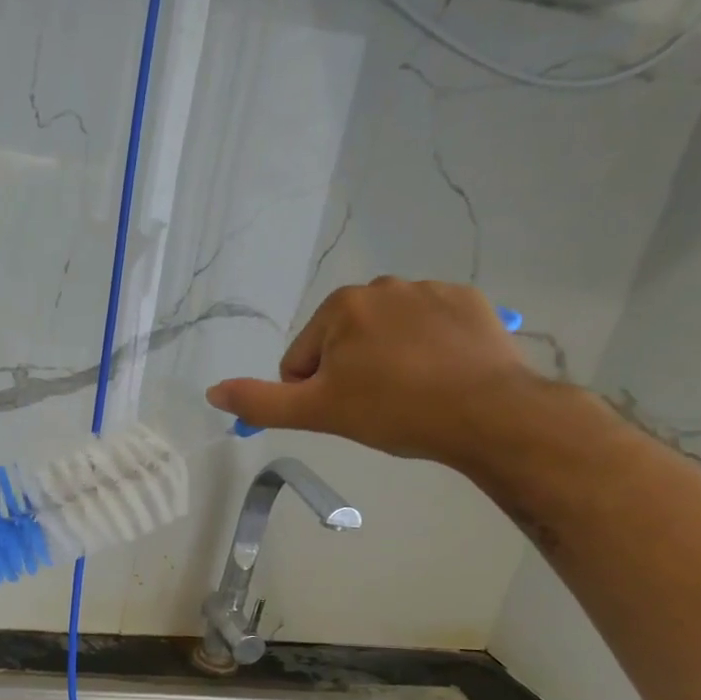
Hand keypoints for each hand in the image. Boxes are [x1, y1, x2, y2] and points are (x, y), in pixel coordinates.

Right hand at [206, 277, 541, 466]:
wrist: (487, 412)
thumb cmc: (392, 411)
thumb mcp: (317, 412)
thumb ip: (261, 401)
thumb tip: (213, 392)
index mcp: (340, 307)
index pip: (302, 360)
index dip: (315, 393)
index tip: (347, 411)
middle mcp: (382, 286)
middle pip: (343, 343)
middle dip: (351, 373)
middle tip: (378, 405)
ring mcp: (430, 290)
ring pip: (386, 336)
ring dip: (388, 361)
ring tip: (413, 392)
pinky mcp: (469, 301)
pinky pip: (429, 328)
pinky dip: (428, 349)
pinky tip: (442, 375)